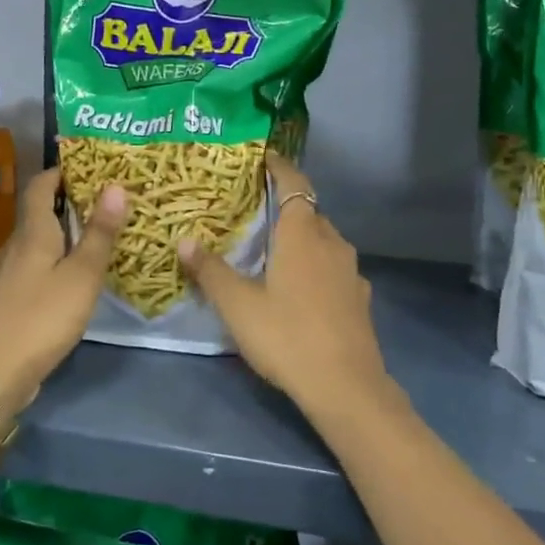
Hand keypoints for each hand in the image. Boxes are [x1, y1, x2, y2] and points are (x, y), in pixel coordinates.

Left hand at [0, 168, 127, 419]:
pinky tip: (78, 272)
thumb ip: (100, 233)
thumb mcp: (82, 275)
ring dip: (65, 230)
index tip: (90, 165)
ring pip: (40, 240)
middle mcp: (17, 246)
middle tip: (108, 197)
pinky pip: (38, 264)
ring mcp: (11, 274)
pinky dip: (59, 257)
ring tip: (100, 231)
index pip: (40, 186)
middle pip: (40, 211)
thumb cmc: (42, 317)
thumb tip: (116, 185)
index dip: (61, 171)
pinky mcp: (12, 298)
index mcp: (32, 233)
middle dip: (69, 200)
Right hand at [178, 153, 394, 425]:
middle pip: (309, 213)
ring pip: (323, 242)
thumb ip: (211, 271)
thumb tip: (185, 241)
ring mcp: (351, 272)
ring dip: (301, 238)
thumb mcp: (238, 306)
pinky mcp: (359, 298)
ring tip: (272, 250)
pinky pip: (333, 268)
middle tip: (253, 211)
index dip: (280, 167)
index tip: (264, 157)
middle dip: (284, 206)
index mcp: (304, 235)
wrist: (346, 386)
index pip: (294, 184)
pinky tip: (299, 289)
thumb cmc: (287, 336)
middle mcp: (333, 243)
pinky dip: (314, 266)